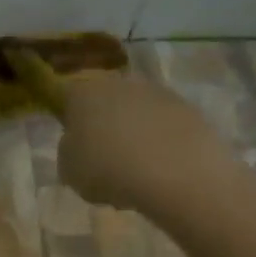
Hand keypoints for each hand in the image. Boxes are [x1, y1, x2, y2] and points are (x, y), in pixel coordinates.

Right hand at [57, 72, 229, 209]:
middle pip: (105, 101)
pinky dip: (159, 141)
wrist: (175, 173)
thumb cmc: (109, 169)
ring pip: (136, 111)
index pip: (67, 97)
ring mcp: (158, 93)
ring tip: (134, 167)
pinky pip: (163, 125)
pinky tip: (159, 167)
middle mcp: (120, 83)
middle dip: (103, 123)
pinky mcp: (189, 109)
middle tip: (103, 156)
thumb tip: (77, 143)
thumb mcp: (69, 170)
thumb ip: (68, 151)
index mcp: (84, 93)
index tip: (72, 142)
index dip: (68, 119)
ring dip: (133, 131)